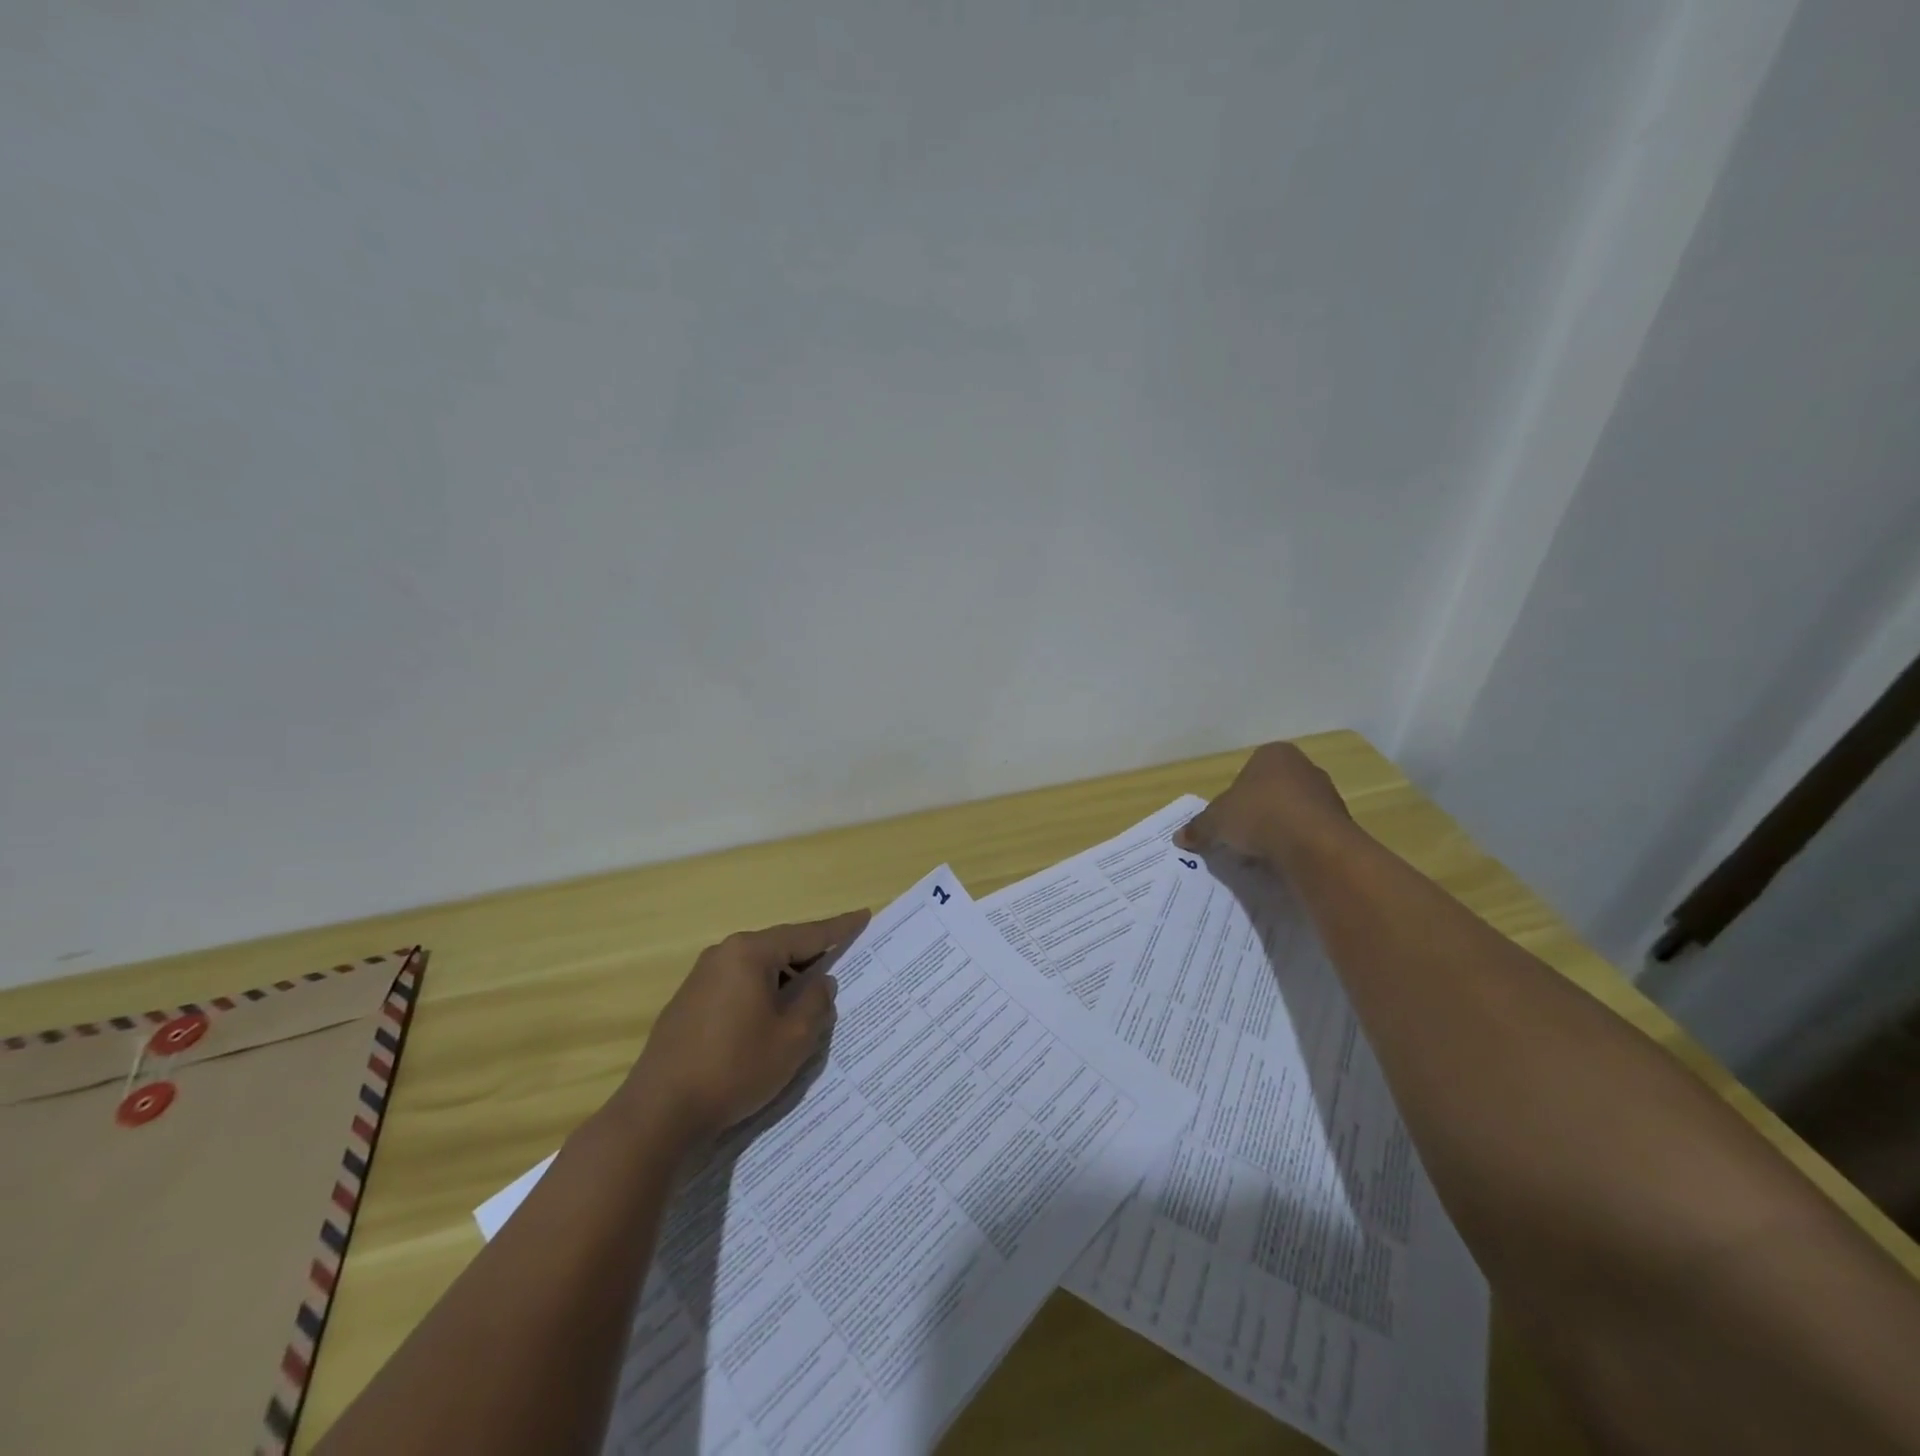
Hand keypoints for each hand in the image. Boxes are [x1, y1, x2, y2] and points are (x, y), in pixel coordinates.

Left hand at [619, 907, 870, 1143]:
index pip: (806, 935)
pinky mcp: (688, 1003)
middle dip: (811, 957)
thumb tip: (820, 983)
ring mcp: (701, 978)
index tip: (863, 916)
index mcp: (750, 953)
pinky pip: (738, 986)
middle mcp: (723, 954)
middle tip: (842, 962)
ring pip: (758, 969)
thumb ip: (815, 1003)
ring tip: (810, 999)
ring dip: (785, 981)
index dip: (839, 929)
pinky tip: (771, 1019)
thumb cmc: (734, 1068)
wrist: (659, 1112)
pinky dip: (762, 994)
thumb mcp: (792, 1039)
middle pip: (780, 948)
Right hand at [1175, 741, 1351, 865]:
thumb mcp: (1216, 821)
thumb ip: (1199, 827)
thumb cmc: (1258, 815)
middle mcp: (1304, 768)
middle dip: (1257, 813)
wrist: (1312, 845)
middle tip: (1241, 837)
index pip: (1249, 771)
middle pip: (1272, 791)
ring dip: (1277, 831)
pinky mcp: (1341, 824)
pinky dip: (1296, 846)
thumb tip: (1180, 837)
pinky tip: (1284, 862)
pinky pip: (1309, 834)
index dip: (1235, 796)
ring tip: (1261, 855)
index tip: (1228, 819)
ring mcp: (1327, 795)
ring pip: (1292, 813)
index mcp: (1274, 755)